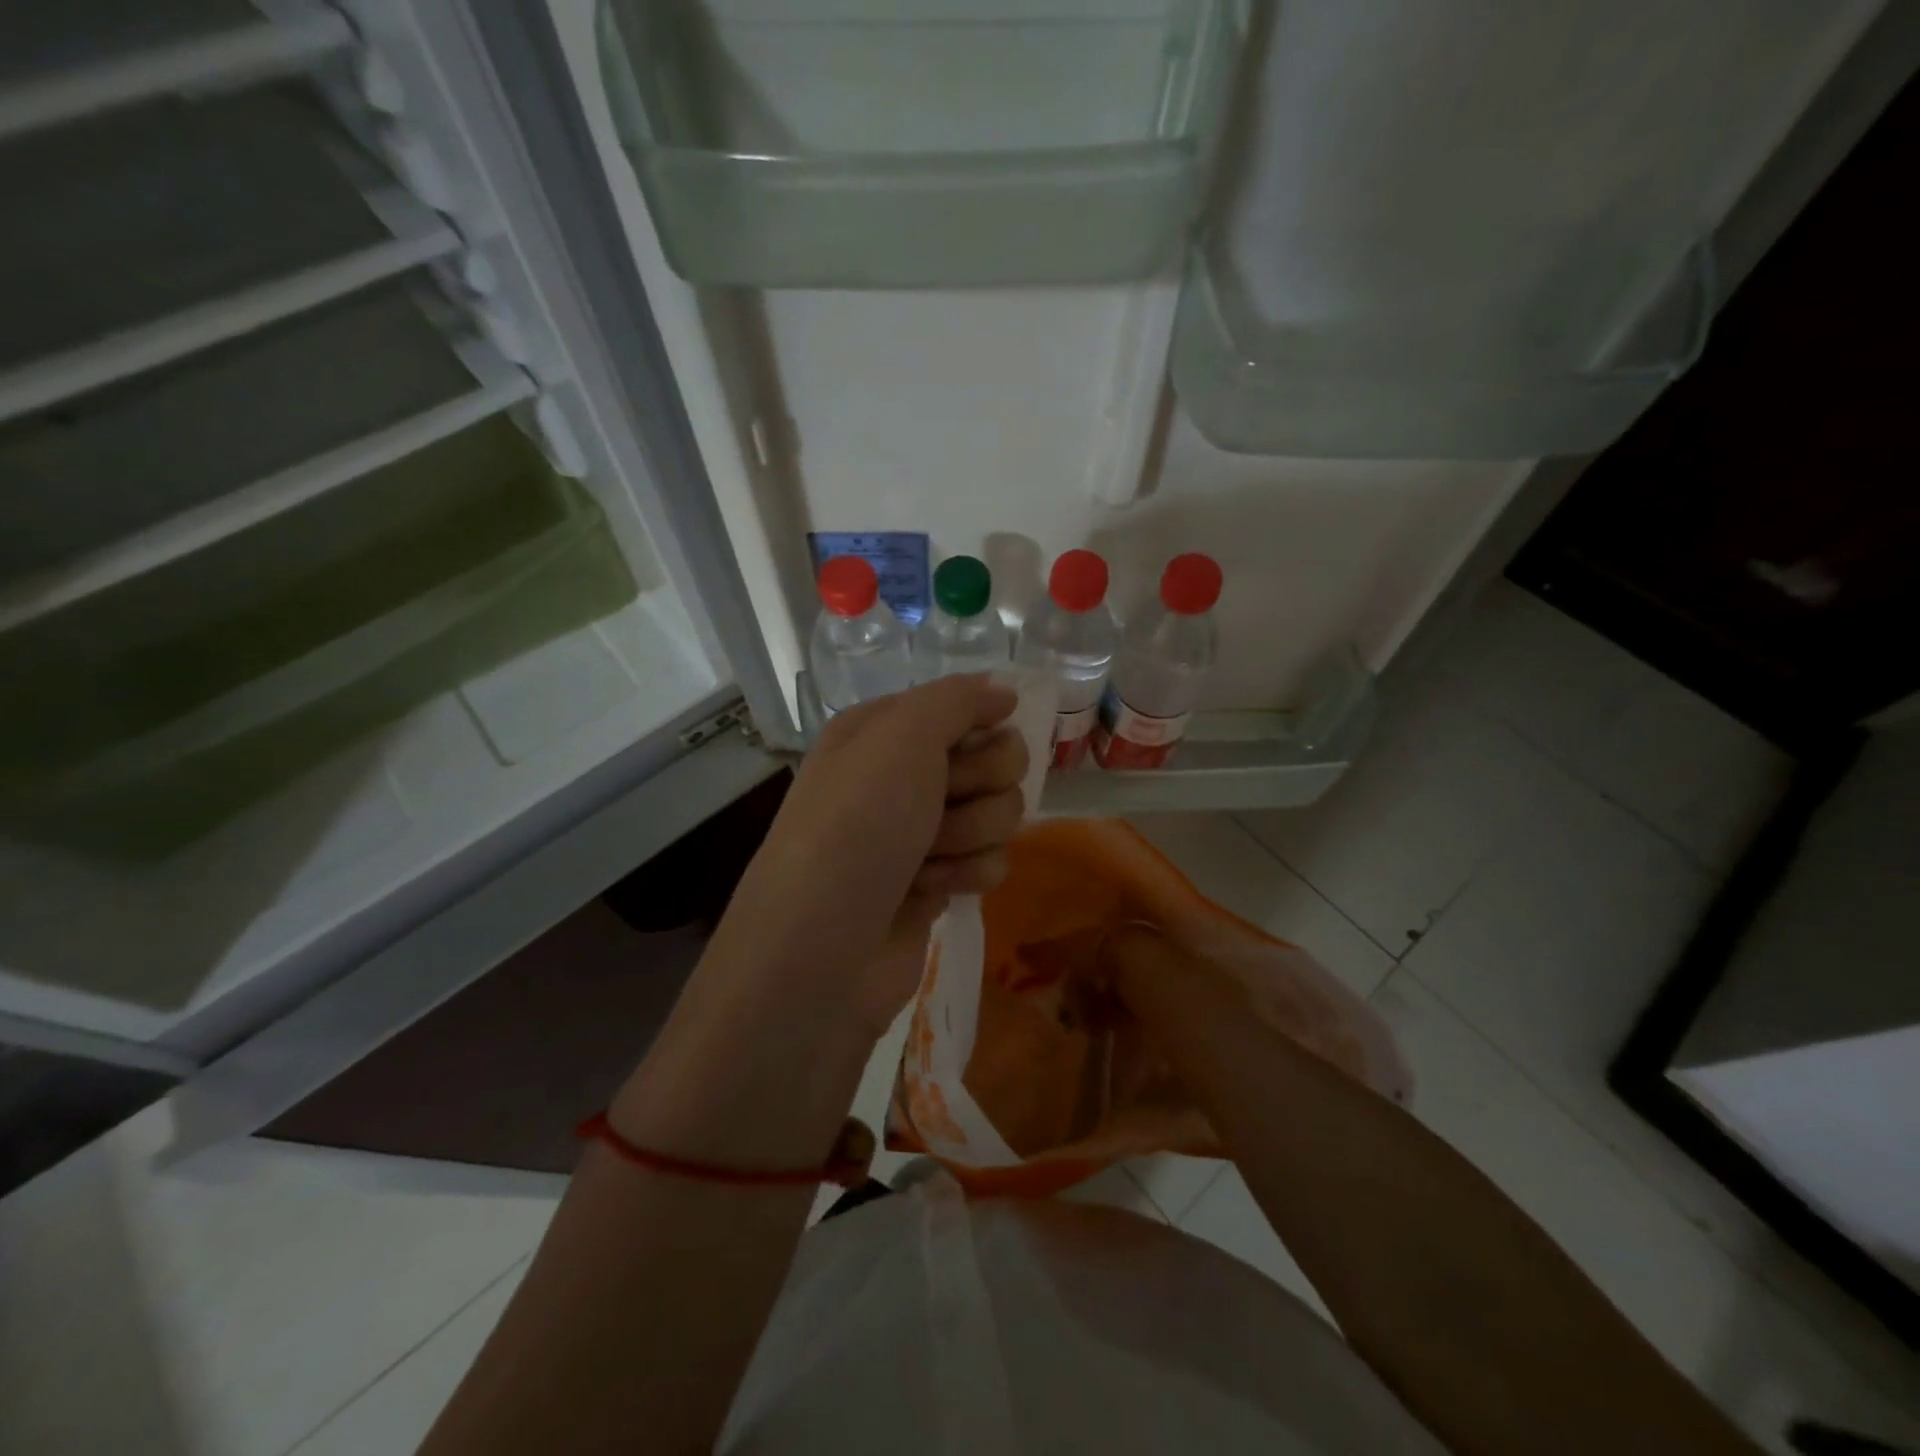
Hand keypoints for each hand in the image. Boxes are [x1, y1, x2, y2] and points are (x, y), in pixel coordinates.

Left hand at [715, 675, 1028, 1032]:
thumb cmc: (856, 824)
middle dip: (979, 784)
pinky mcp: (939, 882)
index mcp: (885, 730)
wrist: (821, 947)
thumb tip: (1003, 691)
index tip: (970, 747)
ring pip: (1000, 812)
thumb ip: (958, 699)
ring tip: (926, 857)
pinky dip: (967, 875)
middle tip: (941, 804)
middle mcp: (904, 775)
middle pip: (996, 759)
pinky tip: (930, 891)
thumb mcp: (900, 737)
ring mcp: (923, 831)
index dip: (979, 727)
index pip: (966, 707)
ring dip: (971, 834)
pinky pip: (992, 861)